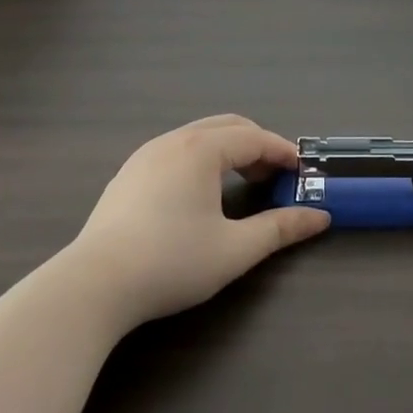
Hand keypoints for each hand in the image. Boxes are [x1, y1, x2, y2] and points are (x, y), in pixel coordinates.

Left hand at [68, 115, 330, 328]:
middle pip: (227, 127)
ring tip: (242, 182)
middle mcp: (173, 141)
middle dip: (257, 145)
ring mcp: (145, 155)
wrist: (93, 286)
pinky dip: (201, 159)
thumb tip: (319, 218)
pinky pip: (176, 151)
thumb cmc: (171, 262)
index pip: (254, 138)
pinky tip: (200, 194)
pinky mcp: (127, 175)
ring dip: (228, 150)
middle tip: (275, 175)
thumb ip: (280, 229)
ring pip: (198, 137)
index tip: (302, 171)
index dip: (282, 151)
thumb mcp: (234, 249)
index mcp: (201, 149)